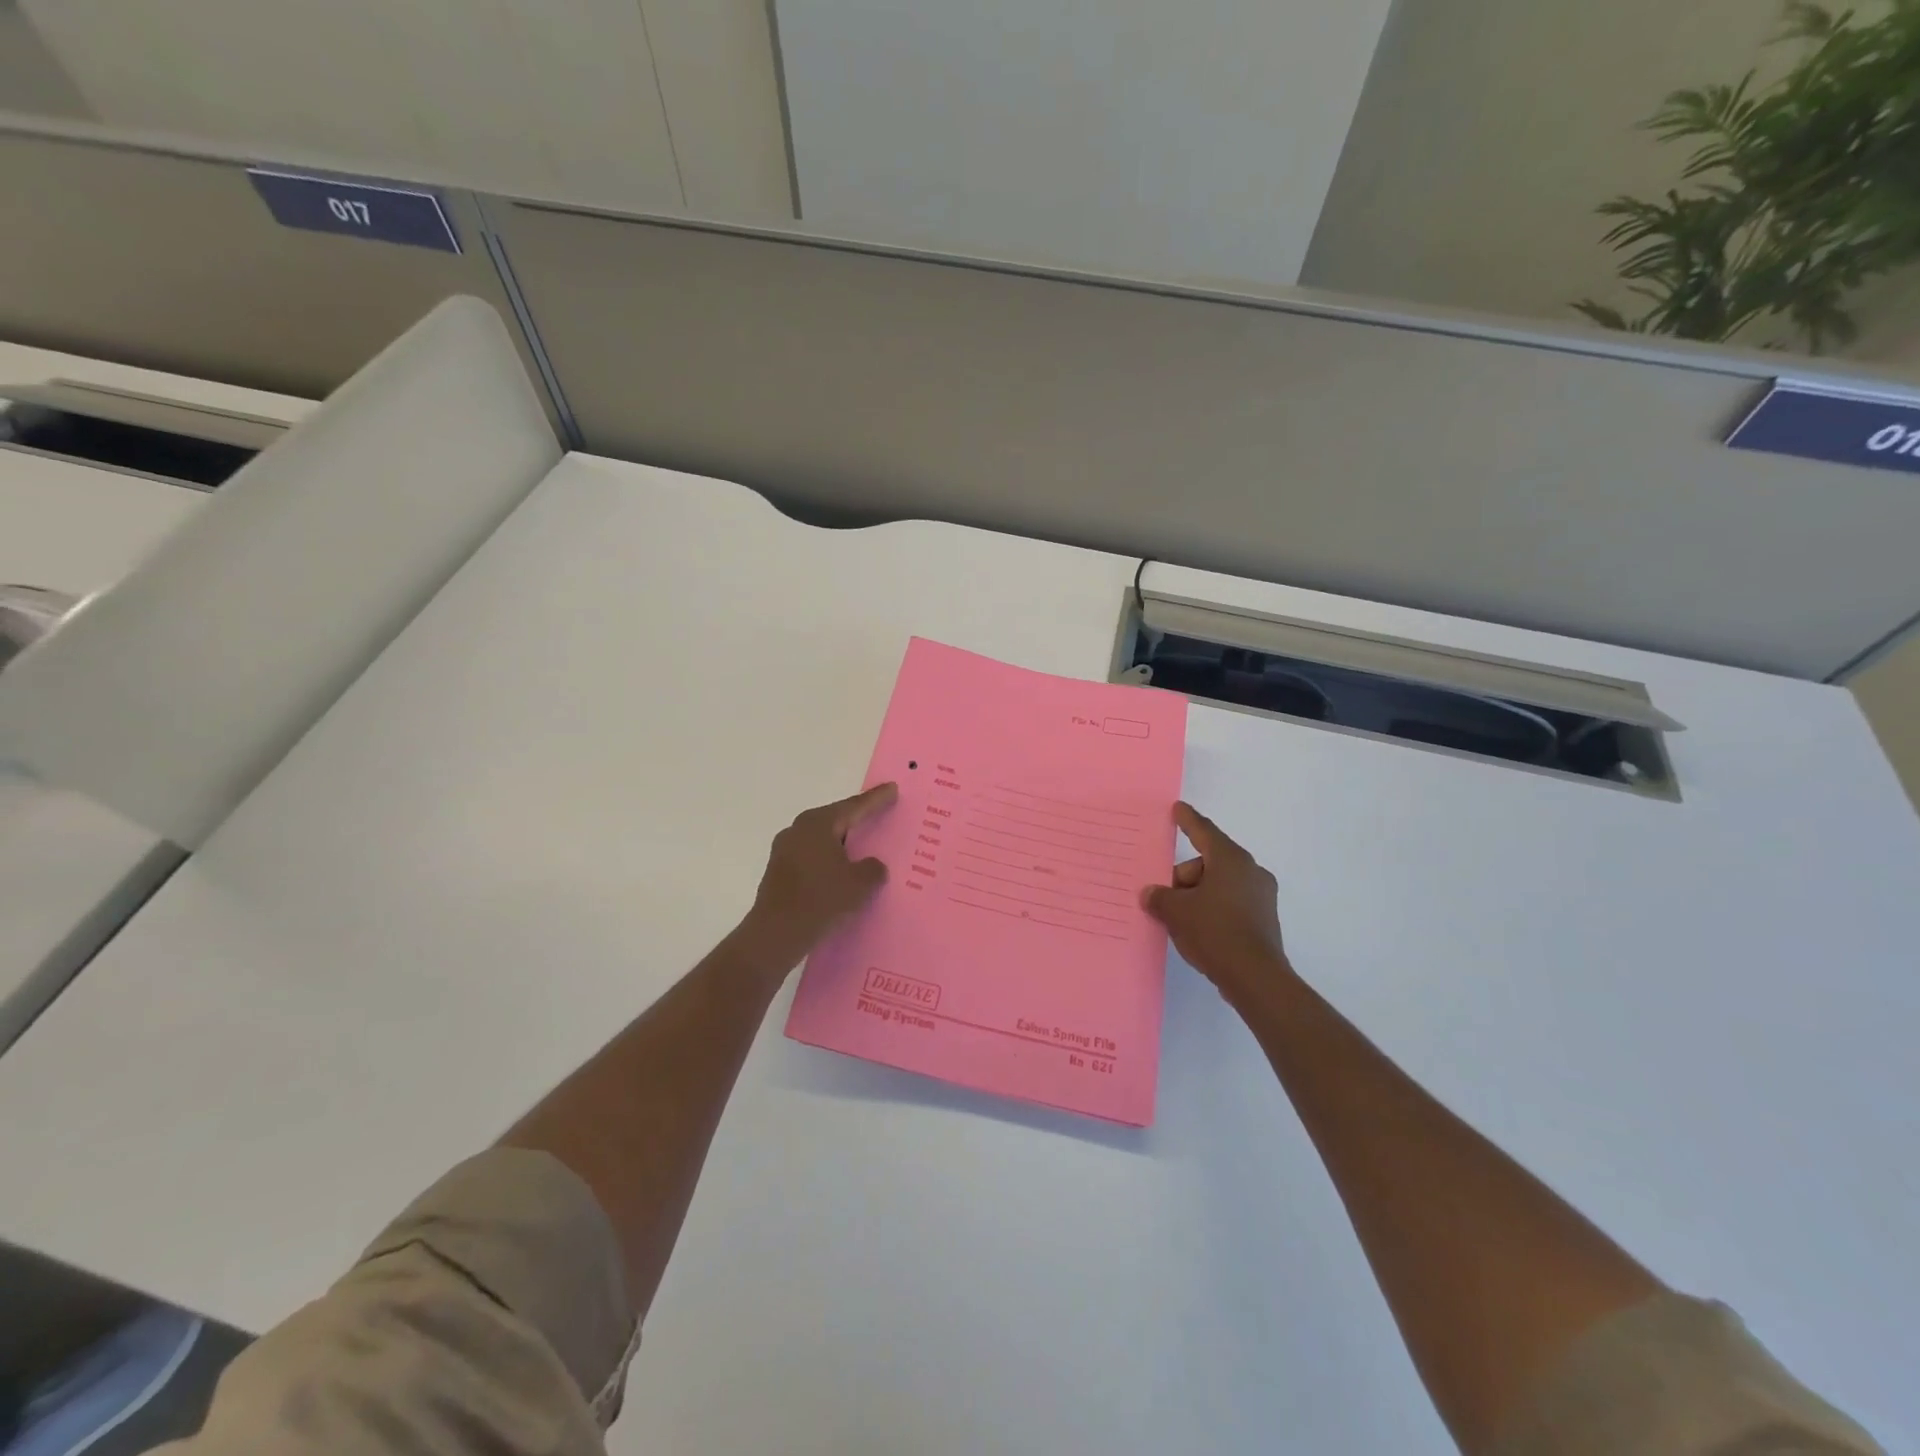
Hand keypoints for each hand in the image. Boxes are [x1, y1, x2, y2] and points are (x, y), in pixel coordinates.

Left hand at [735, 783, 897, 975]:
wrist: (775, 934)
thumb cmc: (821, 900)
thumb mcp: (860, 884)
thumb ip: (872, 869)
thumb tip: (871, 866)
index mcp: (818, 824)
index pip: (854, 806)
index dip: (876, 799)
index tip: (892, 789)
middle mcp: (798, 829)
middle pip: (835, 819)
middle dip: (857, 818)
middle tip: (879, 813)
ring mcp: (784, 850)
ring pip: (822, 840)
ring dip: (842, 843)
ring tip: (862, 846)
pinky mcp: (779, 871)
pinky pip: (812, 858)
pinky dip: (829, 861)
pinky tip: (841, 873)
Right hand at [1142, 802, 1291, 1008]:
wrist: (1255, 978)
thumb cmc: (1214, 932)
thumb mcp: (1176, 911)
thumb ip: (1159, 897)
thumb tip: (1151, 894)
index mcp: (1231, 860)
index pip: (1203, 831)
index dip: (1187, 820)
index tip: (1177, 809)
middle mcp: (1250, 871)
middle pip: (1208, 862)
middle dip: (1184, 876)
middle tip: (1164, 897)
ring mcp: (1261, 896)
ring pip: (1219, 884)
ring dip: (1197, 895)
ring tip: (1178, 919)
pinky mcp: (1264, 920)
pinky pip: (1230, 903)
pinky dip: (1212, 909)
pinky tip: (1197, 930)